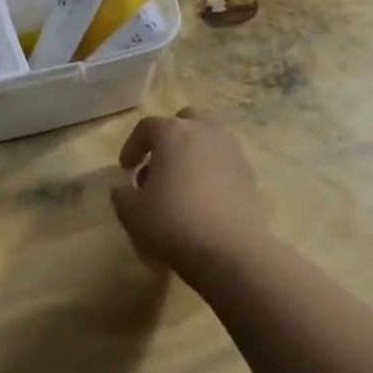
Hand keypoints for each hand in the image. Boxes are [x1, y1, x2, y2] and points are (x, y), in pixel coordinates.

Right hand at [110, 108, 278, 273]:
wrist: (232, 250)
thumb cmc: (174, 223)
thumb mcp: (133, 213)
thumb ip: (122, 195)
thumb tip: (124, 188)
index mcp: (173, 133)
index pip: (147, 127)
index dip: (132, 145)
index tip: (125, 169)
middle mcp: (205, 132)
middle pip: (185, 121)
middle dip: (168, 138)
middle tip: (158, 165)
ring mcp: (232, 151)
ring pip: (208, 139)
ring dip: (192, 152)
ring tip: (181, 183)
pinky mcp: (249, 174)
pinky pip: (224, 161)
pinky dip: (211, 171)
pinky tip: (203, 198)